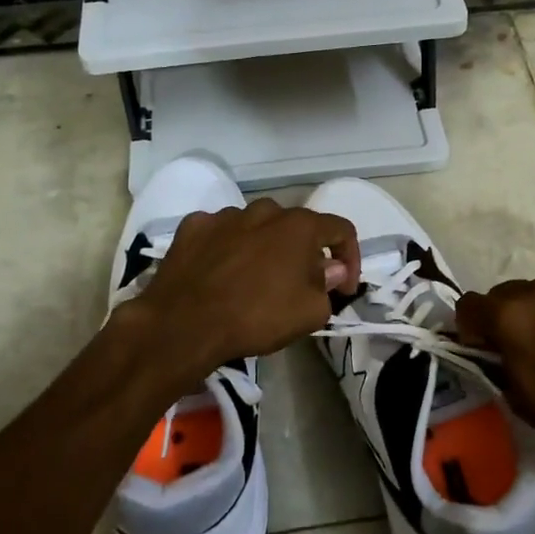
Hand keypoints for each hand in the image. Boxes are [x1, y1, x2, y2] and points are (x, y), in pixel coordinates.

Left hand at [120, 198, 360, 371]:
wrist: (183, 323)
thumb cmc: (257, 316)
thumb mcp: (309, 313)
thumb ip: (328, 286)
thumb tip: (331, 269)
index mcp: (299, 226)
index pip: (340, 229)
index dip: (351, 257)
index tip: (345, 287)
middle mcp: (264, 210)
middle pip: (295, 227)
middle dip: (304, 253)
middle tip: (300, 285)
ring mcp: (225, 215)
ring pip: (256, 227)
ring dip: (264, 248)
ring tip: (255, 280)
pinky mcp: (193, 226)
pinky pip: (220, 233)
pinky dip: (227, 248)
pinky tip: (221, 273)